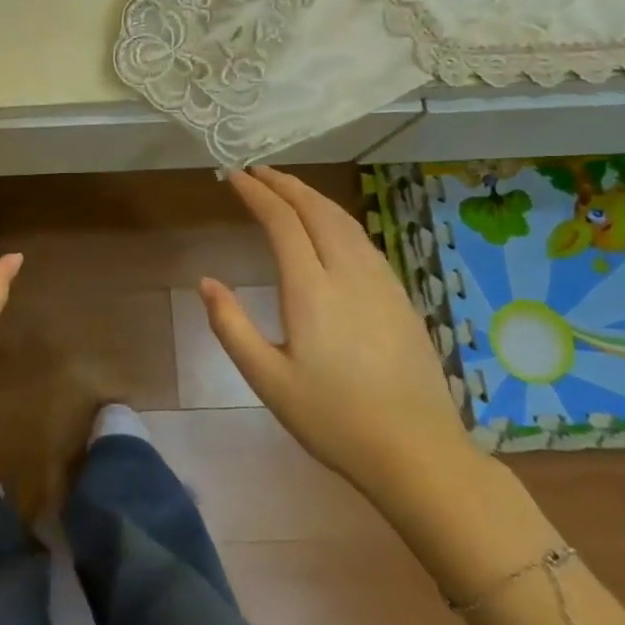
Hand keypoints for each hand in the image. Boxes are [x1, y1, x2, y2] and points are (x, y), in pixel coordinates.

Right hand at [202, 166, 477, 506]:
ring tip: (288, 189)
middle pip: (316, 210)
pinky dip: (338, 218)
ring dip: (313, 197)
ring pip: (344, 221)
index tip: (234, 176)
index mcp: (311, 289)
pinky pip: (364, 240)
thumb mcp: (267, 380)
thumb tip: (206, 282)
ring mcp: (380, 283)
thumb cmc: (333, 419)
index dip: (257, 194)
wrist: (417, 453)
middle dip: (284, 185)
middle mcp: (348, 273)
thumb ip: (232, 326)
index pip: (282, 222)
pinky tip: (332, 227)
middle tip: (257, 171)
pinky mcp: (400, 297)